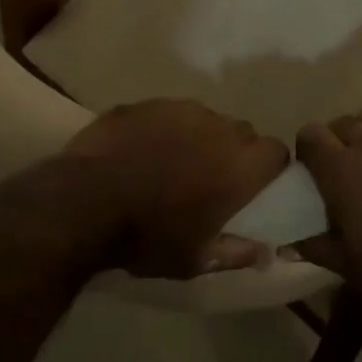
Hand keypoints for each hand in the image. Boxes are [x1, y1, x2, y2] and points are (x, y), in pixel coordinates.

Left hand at [57, 99, 288, 278]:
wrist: (85, 201)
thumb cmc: (147, 237)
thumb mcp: (194, 259)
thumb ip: (236, 253)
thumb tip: (267, 254)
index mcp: (238, 166)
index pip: (276, 152)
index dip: (268, 168)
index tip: (254, 187)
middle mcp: (219, 128)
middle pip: (243, 133)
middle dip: (234, 153)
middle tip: (211, 180)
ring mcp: (182, 109)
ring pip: (206, 120)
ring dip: (199, 139)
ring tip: (172, 165)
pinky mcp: (149, 103)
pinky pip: (170, 114)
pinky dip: (165, 130)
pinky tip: (142, 153)